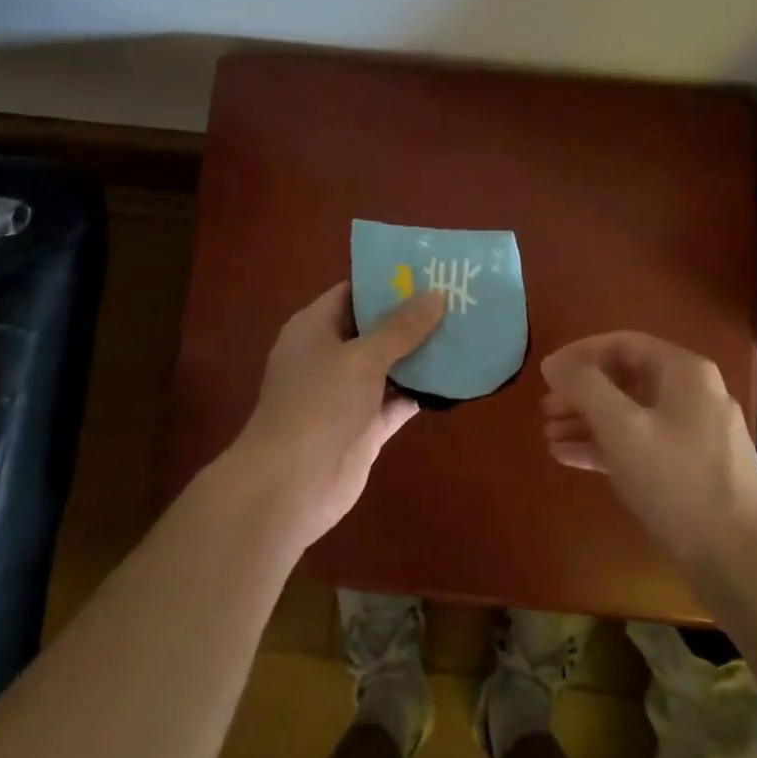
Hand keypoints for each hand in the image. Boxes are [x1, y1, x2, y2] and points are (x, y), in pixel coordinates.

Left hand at [228, 282, 444, 547]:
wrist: (290, 487)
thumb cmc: (318, 405)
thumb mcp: (361, 358)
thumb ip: (400, 328)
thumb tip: (436, 295)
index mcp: (315, 328)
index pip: (353, 292)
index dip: (388, 281)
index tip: (429, 271)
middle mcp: (330, 356)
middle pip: (375, 328)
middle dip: (413, 317)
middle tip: (458, 298)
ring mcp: (347, 394)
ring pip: (390, 365)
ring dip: (422, 354)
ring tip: (466, 331)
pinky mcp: (364, 426)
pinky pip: (397, 400)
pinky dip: (421, 391)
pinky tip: (456, 378)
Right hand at [540, 332, 756, 583]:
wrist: (742, 562)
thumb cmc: (677, 482)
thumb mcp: (622, 428)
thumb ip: (584, 387)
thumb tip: (554, 362)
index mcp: (684, 372)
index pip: (622, 344)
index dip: (580, 354)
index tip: (547, 374)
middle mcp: (694, 394)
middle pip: (626, 379)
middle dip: (582, 393)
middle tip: (545, 410)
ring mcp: (696, 433)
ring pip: (632, 414)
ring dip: (590, 422)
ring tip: (550, 437)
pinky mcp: (693, 469)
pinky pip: (643, 443)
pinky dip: (608, 446)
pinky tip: (572, 459)